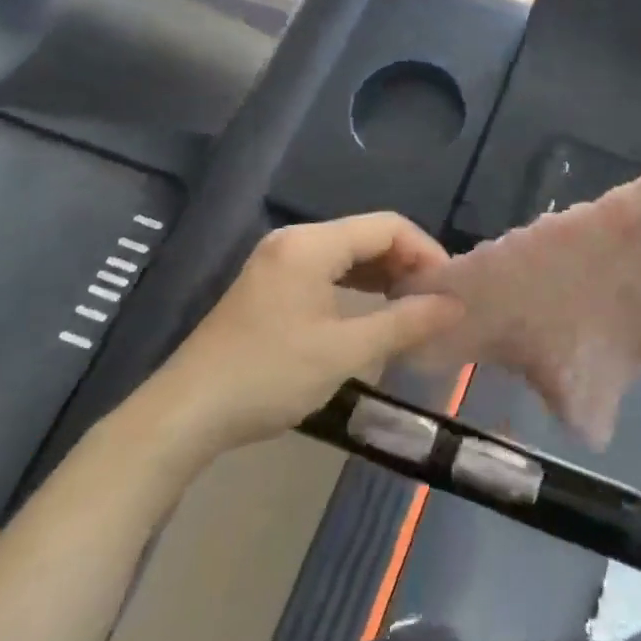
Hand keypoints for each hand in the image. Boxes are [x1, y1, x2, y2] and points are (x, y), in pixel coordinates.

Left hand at [129, 214, 463, 469]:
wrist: (185, 414)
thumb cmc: (268, 375)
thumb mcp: (344, 351)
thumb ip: (404, 323)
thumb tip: (454, 306)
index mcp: (311, 244)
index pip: (387, 226)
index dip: (425, 251)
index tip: (448, 289)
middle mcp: (294, 241)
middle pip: (367, 236)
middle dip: (406, 264)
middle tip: (434, 302)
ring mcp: (277, 262)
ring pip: (346, 254)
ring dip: (382, 276)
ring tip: (410, 309)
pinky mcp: (269, 285)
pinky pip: (325, 271)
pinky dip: (355, 287)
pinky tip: (370, 313)